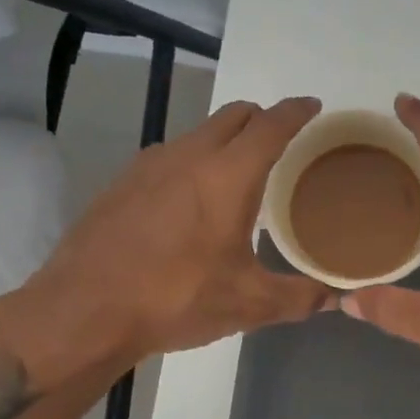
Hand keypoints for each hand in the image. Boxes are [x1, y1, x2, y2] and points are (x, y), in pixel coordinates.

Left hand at [0, 97, 332, 376]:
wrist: (83, 311)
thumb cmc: (175, 299)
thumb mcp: (248, 304)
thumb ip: (299, 297)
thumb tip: (336, 297)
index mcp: (228, 175)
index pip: (271, 124)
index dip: (296, 111)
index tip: (312, 107)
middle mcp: (189, 155)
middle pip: (234, 115)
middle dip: (261, 119)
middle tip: (280, 142)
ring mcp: (149, 165)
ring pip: (198, 133)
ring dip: (224, 141)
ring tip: (236, 176)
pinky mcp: (121, 182)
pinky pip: (169, 156)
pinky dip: (191, 163)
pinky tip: (189, 203)